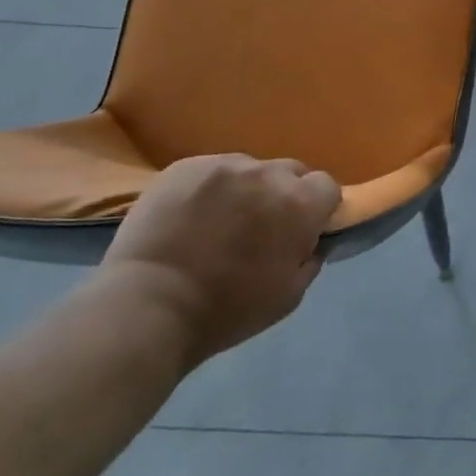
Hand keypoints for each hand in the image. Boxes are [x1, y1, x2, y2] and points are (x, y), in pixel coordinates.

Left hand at [101, 154, 338, 367]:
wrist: (148, 306)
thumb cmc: (226, 311)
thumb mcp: (288, 296)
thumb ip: (310, 258)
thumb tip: (311, 240)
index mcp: (299, 204)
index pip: (327, 186)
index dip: (319, 208)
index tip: (304, 229)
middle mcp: (267, 174)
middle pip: (291, 171)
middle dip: (285, 194)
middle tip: (263, 226)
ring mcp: (224, 165)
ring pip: (250, 169)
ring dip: (247, 189)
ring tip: (221, 221)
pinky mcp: (186, 165)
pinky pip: (212, 170)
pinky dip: (210, 189)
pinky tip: (192, 216)